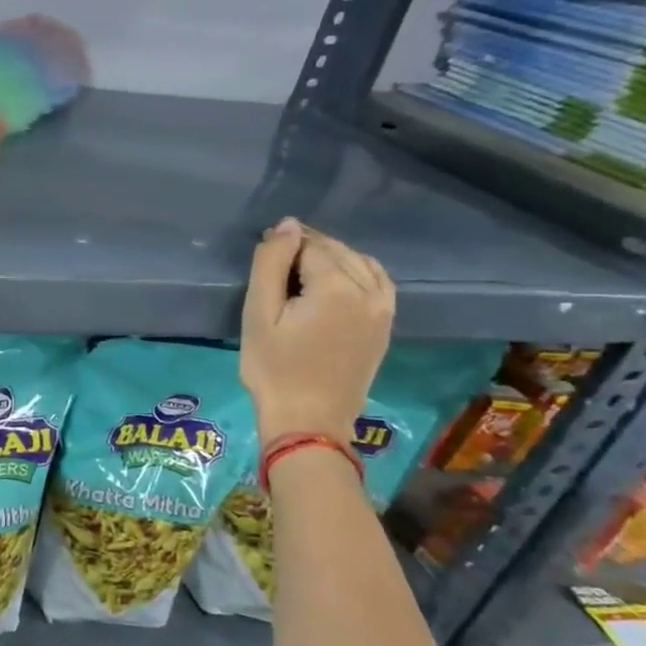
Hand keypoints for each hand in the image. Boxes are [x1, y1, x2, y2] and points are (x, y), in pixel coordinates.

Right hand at [241, 218, 394, 443]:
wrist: (309, 419)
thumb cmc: (273, 368)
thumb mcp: (259, 314)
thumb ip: (271, 265)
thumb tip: (287, 225)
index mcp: (336, 287)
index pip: (308, 245)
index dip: (282, 247)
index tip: (261, 261)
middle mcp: (368, 291)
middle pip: (336, 250)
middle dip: (306, 248)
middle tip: (274, 265)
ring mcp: (384, 308)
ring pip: (359, 262)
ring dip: (331, 258)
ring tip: (300, 272)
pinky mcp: (386, 325)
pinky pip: (377, 281)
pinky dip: (356, 271)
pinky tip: (335, 281)